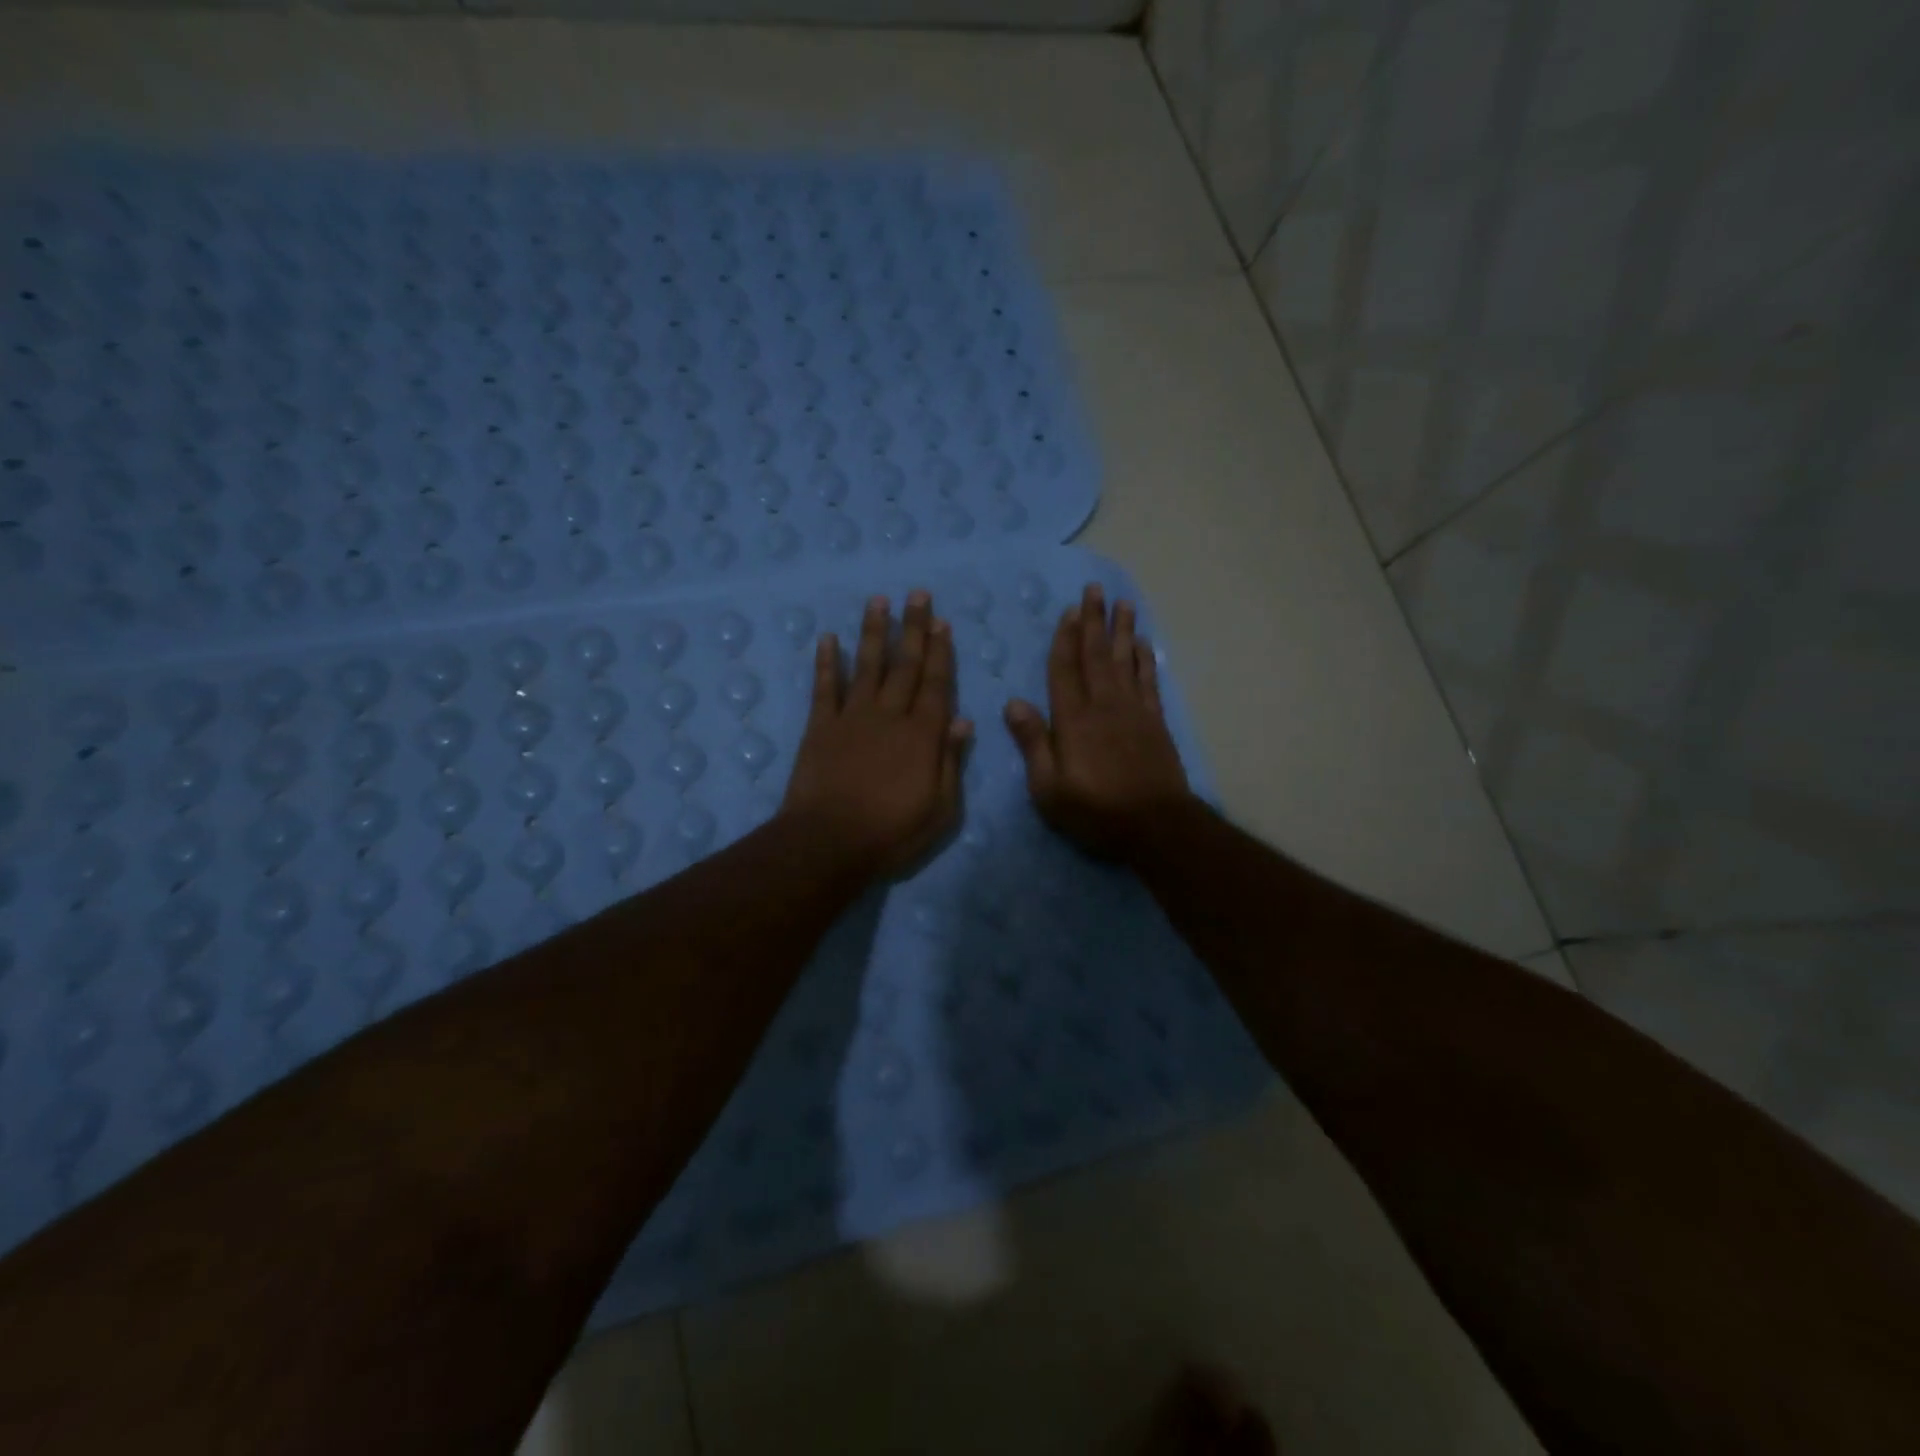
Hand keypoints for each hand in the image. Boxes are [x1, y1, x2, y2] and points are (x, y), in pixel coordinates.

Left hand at [782, 591, 972, 877]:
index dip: (940, 652)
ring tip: (879, 600)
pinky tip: (828, 638)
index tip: (942, 622)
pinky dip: (827, 662)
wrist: (828, 843)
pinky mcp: (820, 727)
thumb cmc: (892, 833)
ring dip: (874, 632)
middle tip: (917, 594)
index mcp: (922, 735)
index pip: (935, 684)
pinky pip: (825, 688)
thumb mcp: (940, 809)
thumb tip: (963, 721)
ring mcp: (852, 718)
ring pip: (867, 666)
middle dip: (913, 628)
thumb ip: (951, 762)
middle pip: (904, 665)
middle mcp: (889, 716)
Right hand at [1004, 582, 1192, 859]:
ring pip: (1126, 660)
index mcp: (1073, 720)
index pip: (1065, 670)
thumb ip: (1033, 743)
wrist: (1156, 825)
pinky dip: (1146, 659)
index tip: (1069, 610)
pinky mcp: (1155, 722)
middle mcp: (1104, 705)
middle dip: (1094, 621)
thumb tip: (1012, 702)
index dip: (1065, 639)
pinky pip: (1149, 681)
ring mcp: (1133, 711)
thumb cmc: (1095, 811)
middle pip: (1097, 655)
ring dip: (1122, 630)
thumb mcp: (1049, 787)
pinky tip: (1144, 643)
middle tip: (1095, 589)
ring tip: (1123, 602)